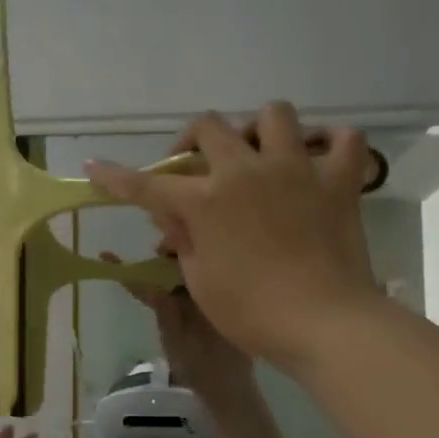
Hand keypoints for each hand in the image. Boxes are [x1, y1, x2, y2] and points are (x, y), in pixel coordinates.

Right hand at [86, 103, 379, 367]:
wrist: (323, 323)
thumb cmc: (252, 313)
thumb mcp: (200, 281)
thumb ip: (183, 239)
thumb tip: (173, 214)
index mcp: (206, 202)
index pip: (147, 185)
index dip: (115, 177)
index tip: (94, 166)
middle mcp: (246, 171)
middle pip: (208, 127)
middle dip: (191, 142)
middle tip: (193, 167)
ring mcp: (297, 169)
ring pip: (274, 115)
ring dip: (258, 130)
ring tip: (257, 155)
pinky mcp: (339, 181)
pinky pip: (344, 140)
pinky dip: (330, 143)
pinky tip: (318, 159)